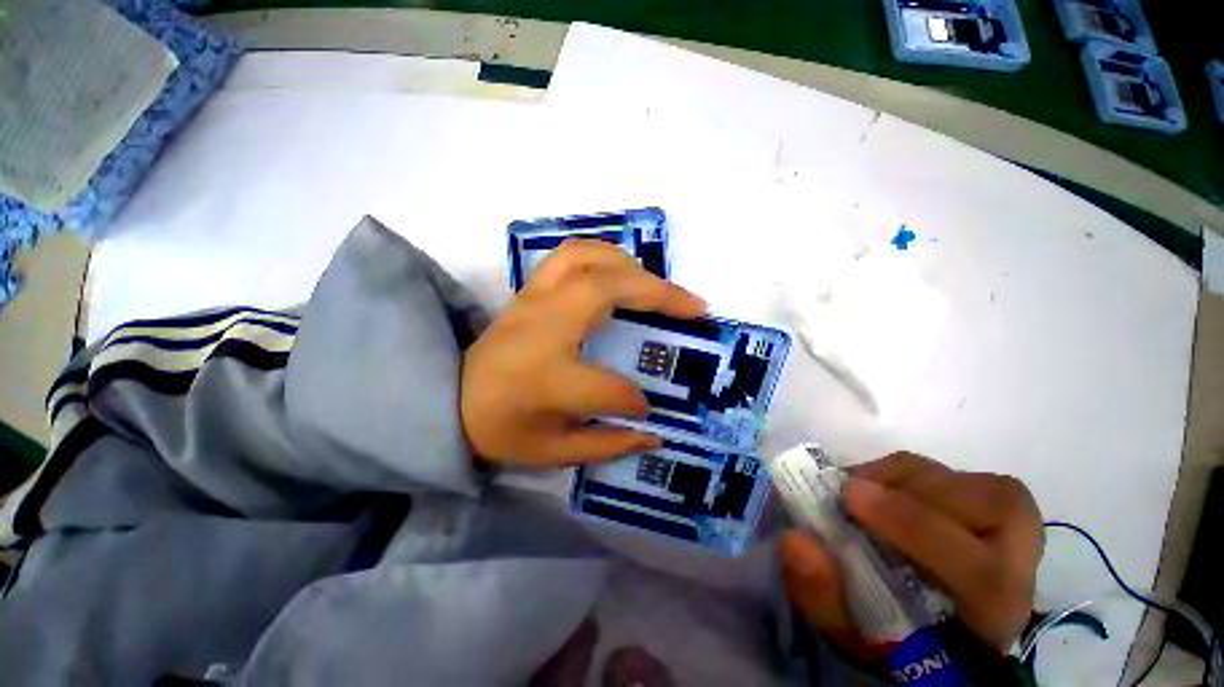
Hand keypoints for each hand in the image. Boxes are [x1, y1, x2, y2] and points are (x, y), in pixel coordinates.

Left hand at [461, 240, 705, 466]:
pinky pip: (569, 255)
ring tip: (662, 289)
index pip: (608, 388)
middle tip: (695, 307)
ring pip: (587, 259)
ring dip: (633, 267)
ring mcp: (532, 301)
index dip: (635, 401)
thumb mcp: (553, 454)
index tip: (646, 410)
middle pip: (605, 291)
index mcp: (545, 379)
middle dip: (659, 295)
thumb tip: (655, 433)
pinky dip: (604, 255)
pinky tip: (624, 272)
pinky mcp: (529, 291)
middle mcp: (541, 328)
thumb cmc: (501, 429)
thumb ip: (607, 445)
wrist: (449, 400)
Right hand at [779, 452, 1042, 654]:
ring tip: (861, 494)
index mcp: (993, 617)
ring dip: (900, 479)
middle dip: (910, 493)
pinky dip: (901, 470)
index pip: (983, 574)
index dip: (915, 528)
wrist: (933, 611)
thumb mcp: (850, 631)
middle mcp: (1022, 564)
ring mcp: (1014, 523)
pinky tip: (876, 487)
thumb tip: (795, 540)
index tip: (848, 497)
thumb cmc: (895, 629)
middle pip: (992, 508)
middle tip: (850, 493)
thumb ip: (823, 595)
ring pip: (965, 480)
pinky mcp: (993, 496)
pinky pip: (950, 469)